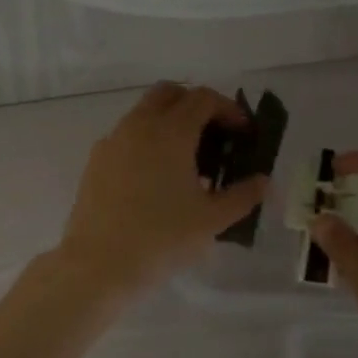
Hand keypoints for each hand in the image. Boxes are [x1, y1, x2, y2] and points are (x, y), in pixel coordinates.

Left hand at [56, 83, 268, 299]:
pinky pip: (125, 137)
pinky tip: (155, 179)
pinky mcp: (95, 162)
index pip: (203, 98)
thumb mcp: (212, 220)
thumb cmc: (162, 239)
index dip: (228, 109)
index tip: (242, 132)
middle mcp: (138, 126)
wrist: (99, 264)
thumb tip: (262, 182)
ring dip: (168, 123)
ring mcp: (112, 142)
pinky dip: (146, 142)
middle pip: (169, 94)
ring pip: (143, 114)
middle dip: (195, 105)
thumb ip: (242, 196)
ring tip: (186, 161)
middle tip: (213, 135)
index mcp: (170, 132)